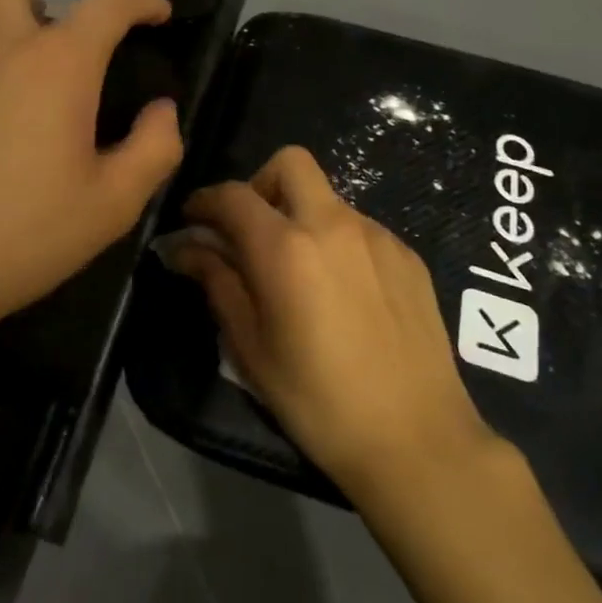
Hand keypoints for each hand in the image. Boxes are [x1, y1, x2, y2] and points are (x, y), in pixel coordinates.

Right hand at [171, 146, 493, 500]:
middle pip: (289, 163)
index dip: (204, 201)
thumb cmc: (318, 401)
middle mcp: (333, 223)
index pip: (233, 195)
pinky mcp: (407, 255)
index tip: (192, 220)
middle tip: (249, 232)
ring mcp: (377, 235)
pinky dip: (335, 241)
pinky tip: (340, 292)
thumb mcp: (251, 347)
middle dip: (259, 184)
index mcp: (286, 247)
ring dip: (300, 215)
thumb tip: (185, 248)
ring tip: (297, 273)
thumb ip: (217, 283)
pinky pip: (359, 228)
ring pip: (326, 197)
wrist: (416, 439)